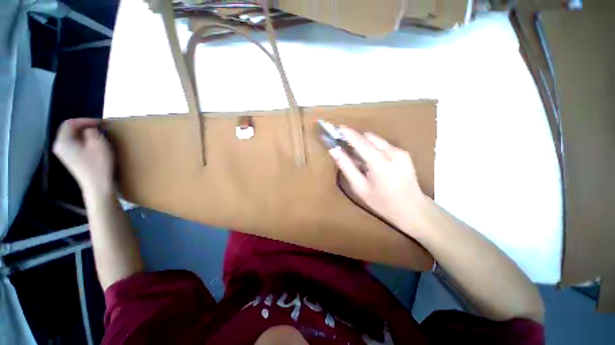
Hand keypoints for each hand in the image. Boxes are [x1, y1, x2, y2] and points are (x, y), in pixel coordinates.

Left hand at [52, 118, 114, 196]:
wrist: (97, 186)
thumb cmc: (98, 164)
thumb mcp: (99, 144)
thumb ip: (92, 132)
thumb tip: (89, 129)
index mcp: (63, 141)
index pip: (70, 123)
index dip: (85, 120)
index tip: (100, 122)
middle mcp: (60, 147)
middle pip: (68, 130)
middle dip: (83, 127)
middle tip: (99, 128)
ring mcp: (64, 155)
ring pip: (72, 138)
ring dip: (84, 134)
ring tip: (98, 135)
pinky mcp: (71, 161)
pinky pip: (74, 146)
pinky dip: (83, 142)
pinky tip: (93, 145)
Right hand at [329, 127, 426, 229]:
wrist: (413, 209)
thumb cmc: (382, 202)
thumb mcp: (360, 187)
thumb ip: (346, 167)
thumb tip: (334, 151)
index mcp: (379, 162)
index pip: (360, 141)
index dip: (347, 133)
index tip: (337, 128)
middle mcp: (391, 152)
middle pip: (369, 137)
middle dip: (355, 138)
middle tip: (345, 146)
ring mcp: (400, 151)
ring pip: (376, 139)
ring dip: (365, 143)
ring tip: (358, 157)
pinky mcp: (404, 153)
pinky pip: (384, 145)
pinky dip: (374, 148)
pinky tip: (371, 161)